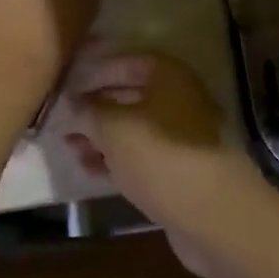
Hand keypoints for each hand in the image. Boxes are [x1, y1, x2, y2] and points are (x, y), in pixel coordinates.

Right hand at [59, 52, 272, 275]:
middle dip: (96, 107)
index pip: (129, 61)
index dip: (97, 70)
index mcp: (170, 77)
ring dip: (102, 137)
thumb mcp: (114, 128)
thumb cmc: (161, 156)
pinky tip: (88, 169)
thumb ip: (89, 111)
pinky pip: (143, 157)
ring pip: (135, 130)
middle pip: (131, 96)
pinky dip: (117, 160)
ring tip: (69, 146)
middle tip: (63, 118)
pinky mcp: (182, 172)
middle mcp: (181, 101)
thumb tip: (72, 102)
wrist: (215, 216)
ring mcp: (184, 138)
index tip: (68, 83)